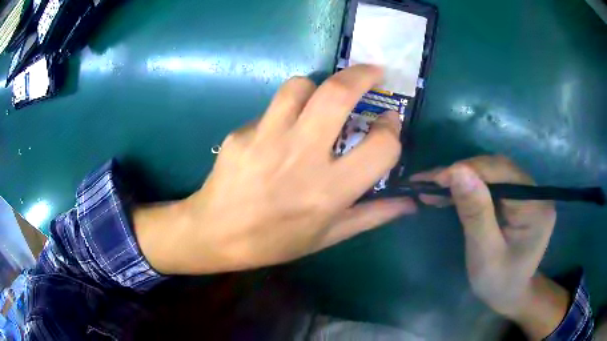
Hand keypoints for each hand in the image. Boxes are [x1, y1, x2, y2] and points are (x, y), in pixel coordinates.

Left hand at [135, 65, 415, 274]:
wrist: (215, 234)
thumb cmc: (275, 242)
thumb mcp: (328, 236)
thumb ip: (373, 215)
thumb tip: (410, 202)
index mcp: (329, 191)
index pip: (381, 147)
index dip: (392, 130)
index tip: (389, 123)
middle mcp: (301, 157)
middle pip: (338, 94)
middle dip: (362, 75)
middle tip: (373, 72)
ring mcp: (266, 139)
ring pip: (299, 86)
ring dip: (318, 86)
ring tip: (321, 99)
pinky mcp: (241, 133)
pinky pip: (270, 109)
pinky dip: (284, 113)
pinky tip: (279, 133)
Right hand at [412, 156, 567, 338]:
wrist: (508, 294)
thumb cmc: (498, 282)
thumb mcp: (485, 253)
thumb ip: (476, 213)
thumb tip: (457, 171)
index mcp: (535, 206)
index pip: (503, 173)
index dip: (470, 170)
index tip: (436, 179)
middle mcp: (534, 192)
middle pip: (497, 168)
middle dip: (463, 172)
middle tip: (431, 183)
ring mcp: (525, 193)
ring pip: (491, 172)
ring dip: (463, 177)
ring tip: (435, 186)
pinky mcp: (515, 198)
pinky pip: (490, 183)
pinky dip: (468, 186)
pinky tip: (450, 191)